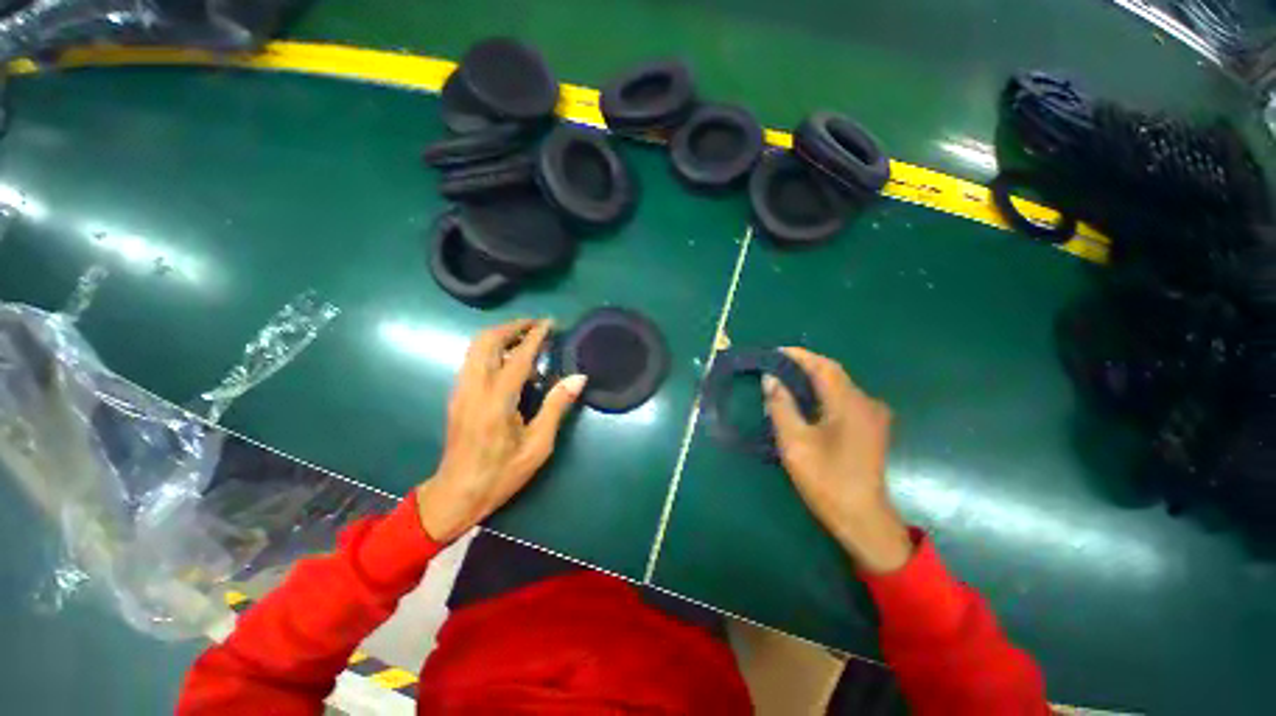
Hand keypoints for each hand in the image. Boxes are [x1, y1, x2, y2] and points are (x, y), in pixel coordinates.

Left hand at [416, 319, 586, 541]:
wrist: (456, 494)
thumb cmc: (501, 474)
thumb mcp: (537, 446)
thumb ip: (556, 407)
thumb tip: (579, 378)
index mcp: (496, 402)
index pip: (517, 357)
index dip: (535, 336)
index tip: (549, 323)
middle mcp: (474, 389)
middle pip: (486, 341)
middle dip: (512, 327)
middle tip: (536, 326)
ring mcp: (461, 390)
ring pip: (475, 347)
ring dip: (501, 335)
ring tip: (526, 338)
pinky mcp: (457, 395)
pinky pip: (473, 360)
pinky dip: (492, 349)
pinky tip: (510, 360)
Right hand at [764, 347, 912, 573]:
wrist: (862, 519)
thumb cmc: (826, 480)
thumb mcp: (795, 442)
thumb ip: (781, 406)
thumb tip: (770, 379)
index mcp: (849, 404)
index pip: (823, 366)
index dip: (799, 355)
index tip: (775, 352)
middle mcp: (865, 403)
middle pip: (833, 373)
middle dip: (804, 365)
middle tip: (776, 366)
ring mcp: (872, 416)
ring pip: (839, 386)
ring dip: (813, 379)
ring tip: (786, 379)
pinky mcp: (871, 428)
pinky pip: (844, 399)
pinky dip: (823, 393)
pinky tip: (807, 401)